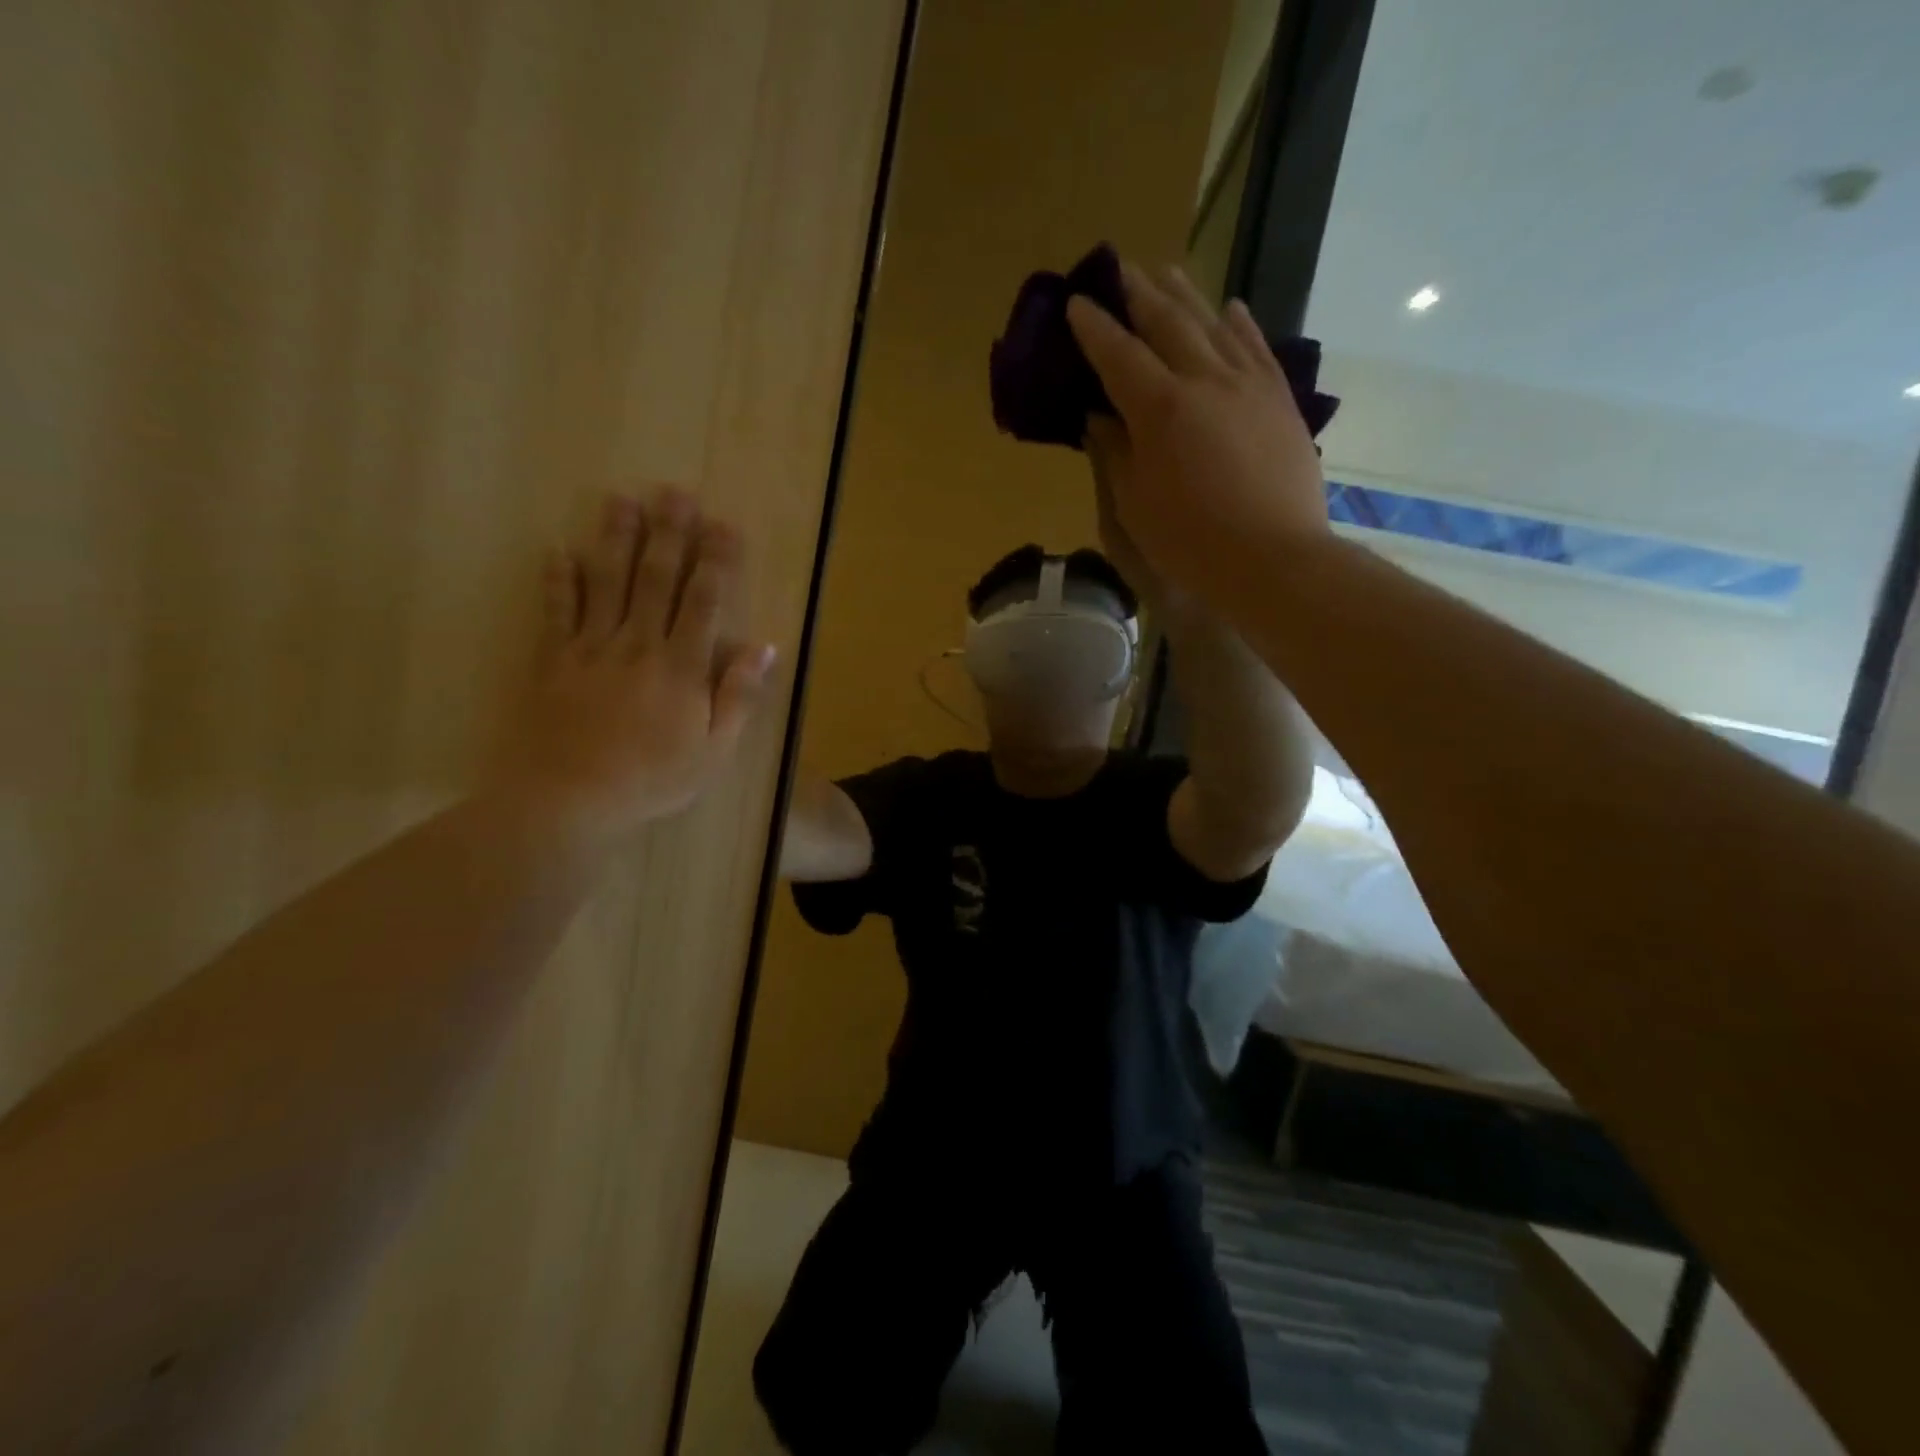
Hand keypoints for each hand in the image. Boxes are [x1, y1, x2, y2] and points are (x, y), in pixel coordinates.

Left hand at [493, 488, 775, 845]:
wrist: (570, 799)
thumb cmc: (652, 778)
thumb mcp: (714, 749)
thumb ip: (738, 696)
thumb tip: (764, 649)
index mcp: (681, 666)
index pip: (703, 601)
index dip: (715, 561)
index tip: (724, 525)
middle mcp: (638, 645)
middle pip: (656, 579)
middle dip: (668, 534)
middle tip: (675, 492)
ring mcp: (592, 649)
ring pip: (607, 583)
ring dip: (616, 539)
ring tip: (622, 500)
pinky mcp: (554, 661)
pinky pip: (556, 612)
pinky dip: (557, 580)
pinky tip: (558, 550)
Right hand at [1066, 262, 1330, 601]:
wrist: (1273, 559)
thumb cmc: (1190, 541)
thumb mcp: (1135, 504)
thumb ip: (1115, 452)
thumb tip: (1099, 416)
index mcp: (1160, 409)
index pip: (1119, 355)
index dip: (1095, 328)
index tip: (1077, 302)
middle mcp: (1205, 380)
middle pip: (1167, 323)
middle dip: (1138, 294)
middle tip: (1120, 269)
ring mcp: (1248, 384)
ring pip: (1213, 324)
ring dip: (1186, 295)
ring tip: (1167, 273)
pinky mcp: (1279, 399)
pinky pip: (1256, 347)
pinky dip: (1239, 323)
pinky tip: (1231, 308)